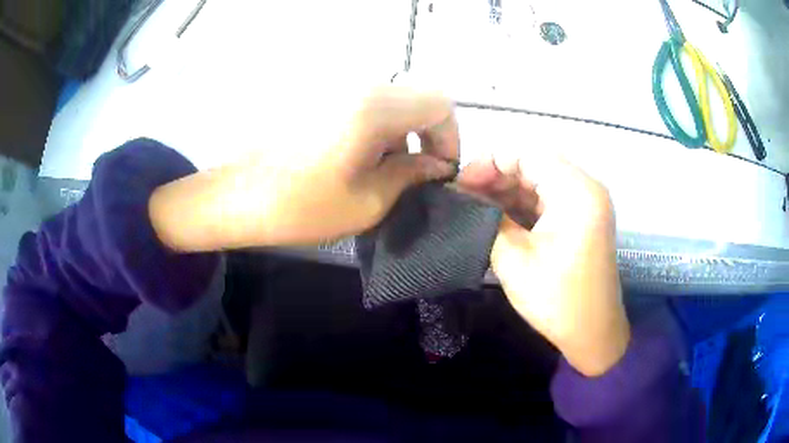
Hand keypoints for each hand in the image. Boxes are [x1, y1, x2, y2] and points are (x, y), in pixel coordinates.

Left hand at [149, 86, 459, 250]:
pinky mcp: (318, 93)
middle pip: (416, 96)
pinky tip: (357, 156)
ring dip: (401, 131)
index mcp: (374, 108)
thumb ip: (412, 176)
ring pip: (391, 99)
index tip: (439, 169)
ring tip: (383, 169)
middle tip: (416, 171)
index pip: (439, 103)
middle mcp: (358, 84)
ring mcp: (335, 85)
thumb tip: (437, 166)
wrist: (235, 196)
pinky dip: (376, 125)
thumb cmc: (299, 207)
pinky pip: (364, 101)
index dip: (450, 136)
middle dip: (427, 133)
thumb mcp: (367, 202)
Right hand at [458, 155, 628, 376]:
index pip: (527, 153)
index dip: (489, 162)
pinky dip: (523, 204)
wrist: (593, 334)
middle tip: (464, 197)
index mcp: (576, 191)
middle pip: (534, 163)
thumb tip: (465, 197)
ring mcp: (586, 203)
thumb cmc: (557, 300)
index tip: (461, 184)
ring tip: (475, 207)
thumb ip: (488, 219)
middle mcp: (585, 188)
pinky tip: (498, 216)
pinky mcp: (583, 218)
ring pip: (540, 180)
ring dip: (508, 190)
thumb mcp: (514, 259)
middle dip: (496, 176)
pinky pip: (549, 198)